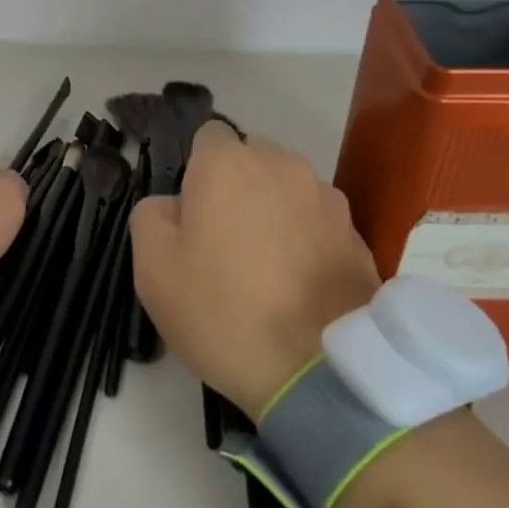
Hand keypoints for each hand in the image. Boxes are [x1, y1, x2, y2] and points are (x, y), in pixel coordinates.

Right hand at [129, 121, 379, 415]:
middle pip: (250, 160)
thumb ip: (151, 216)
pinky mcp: (356, 233)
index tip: (193, 215)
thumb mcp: (153, 269)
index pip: (207, 138)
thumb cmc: (222, 311)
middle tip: (223, 244)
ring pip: (286, 189)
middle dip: (235, 188)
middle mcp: (282, 164)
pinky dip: (305, 238)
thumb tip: (173, 204)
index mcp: (228, 164)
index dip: (196, 172)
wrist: (316, 369)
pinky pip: (317, 221)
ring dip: (273, 211)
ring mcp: (326, 197)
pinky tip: (298, 284)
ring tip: (266, 268)